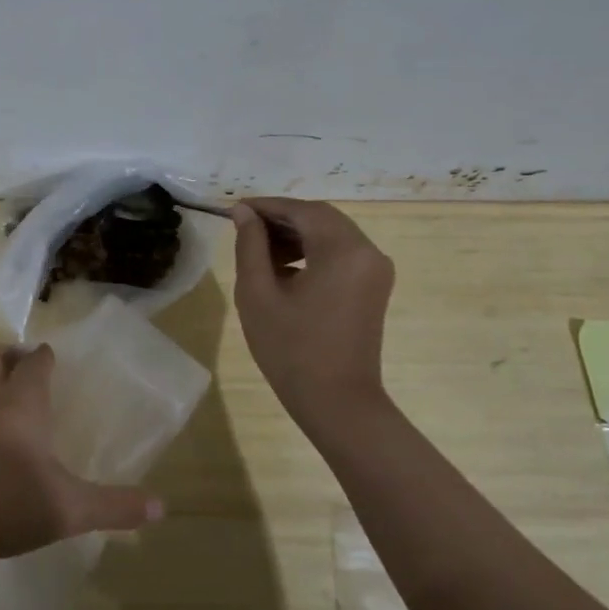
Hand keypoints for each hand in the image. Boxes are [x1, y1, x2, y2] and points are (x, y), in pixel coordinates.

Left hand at [0, 343, 163, 570]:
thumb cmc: (7, 504)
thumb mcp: (69, 509)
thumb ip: (115, 506)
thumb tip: (161, 508)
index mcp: (21, 403)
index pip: (34, 361)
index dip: (46, 356)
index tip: (59, 362)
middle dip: (10, 354)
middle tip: (32, 371)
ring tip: (21, 410)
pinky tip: (0, 447)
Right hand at [232, 199, 395, 437]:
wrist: (338, 403)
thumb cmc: (291, 350)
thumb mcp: (258, 294)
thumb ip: (250, 245)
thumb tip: (243, 213)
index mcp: (343, 249)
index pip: (301, 210)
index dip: (266, 206)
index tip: (233, 210)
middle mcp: (367, 251)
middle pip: (320, 217)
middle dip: (280, 219)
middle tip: (243, 230)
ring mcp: (375, 269)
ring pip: (331, 234)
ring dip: (295, 235)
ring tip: (259, 254)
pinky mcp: (373, 286)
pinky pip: (340, 253)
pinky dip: (312, 252)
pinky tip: (284, 271)